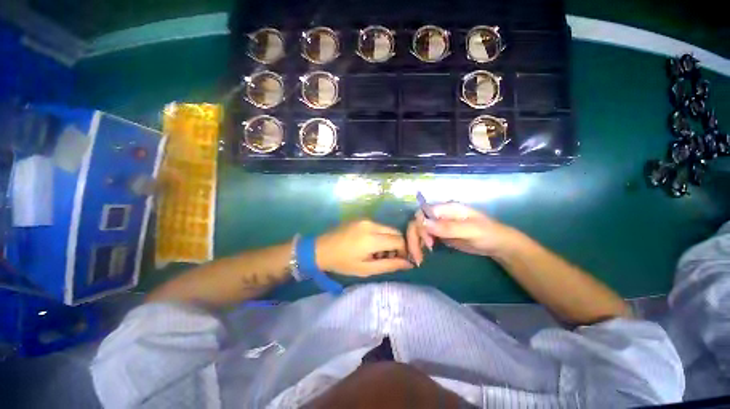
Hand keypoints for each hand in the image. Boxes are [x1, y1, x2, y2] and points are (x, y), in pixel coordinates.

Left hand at [316, 220, 413, 276]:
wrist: (320, 249)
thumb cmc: (342, 263)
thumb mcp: (366, 269)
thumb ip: (389, 265)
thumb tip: (408, 263)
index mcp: (372, 239)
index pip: (399, 241)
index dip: (404, 251)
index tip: (400, 261)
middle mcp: (371, 225)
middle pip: (395, 232)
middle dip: (397, 245)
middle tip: (389, 258)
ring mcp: (365, 220)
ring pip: (387, 228)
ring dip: (389, 240)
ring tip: (378, 253)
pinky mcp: (361, 219)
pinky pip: (378, 226)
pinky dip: (380, 235)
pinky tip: (370, 245)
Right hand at [406, 202, 523, 264]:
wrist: (498, 244)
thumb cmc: (488, 234)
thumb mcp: (470, 230)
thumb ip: (447, 227)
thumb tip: (422, 223)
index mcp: (445, 208)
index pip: (422, 214)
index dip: (420, 228)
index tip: (429, 244)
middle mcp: (438, 214)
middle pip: (417, 223)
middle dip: (414, 239)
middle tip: (418, 258)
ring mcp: (438, 224)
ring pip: (418, 231)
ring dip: (415, 244)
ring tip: (419, 260)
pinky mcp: (439, 234)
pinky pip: (423, 238)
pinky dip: (420, 246)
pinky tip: (422, 256)